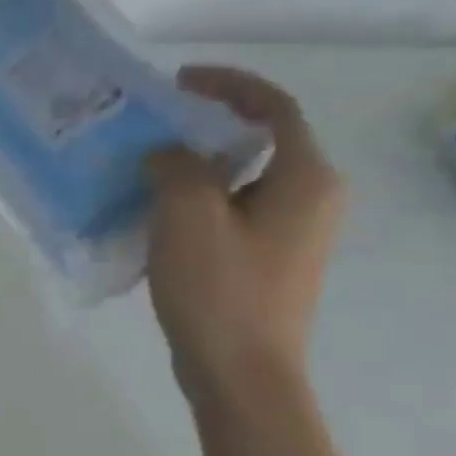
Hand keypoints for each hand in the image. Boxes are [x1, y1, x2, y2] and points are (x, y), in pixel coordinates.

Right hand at [144, 66, 343, 404]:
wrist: (241, 374)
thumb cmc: (220, 291)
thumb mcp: (188, 216)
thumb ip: (176, 166)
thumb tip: (167, 152)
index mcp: (305, 179)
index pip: (274, 108)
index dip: (229, 84)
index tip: (178, 81)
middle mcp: (311, 198)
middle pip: (260, 139)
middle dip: (207, 123)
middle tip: (154, 121)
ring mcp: (291, 232)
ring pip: (242, 176)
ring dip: (197, 162)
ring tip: (145, 163)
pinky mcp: (268, 258)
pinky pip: (232, 207)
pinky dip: (197, 195)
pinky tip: (156, 210)